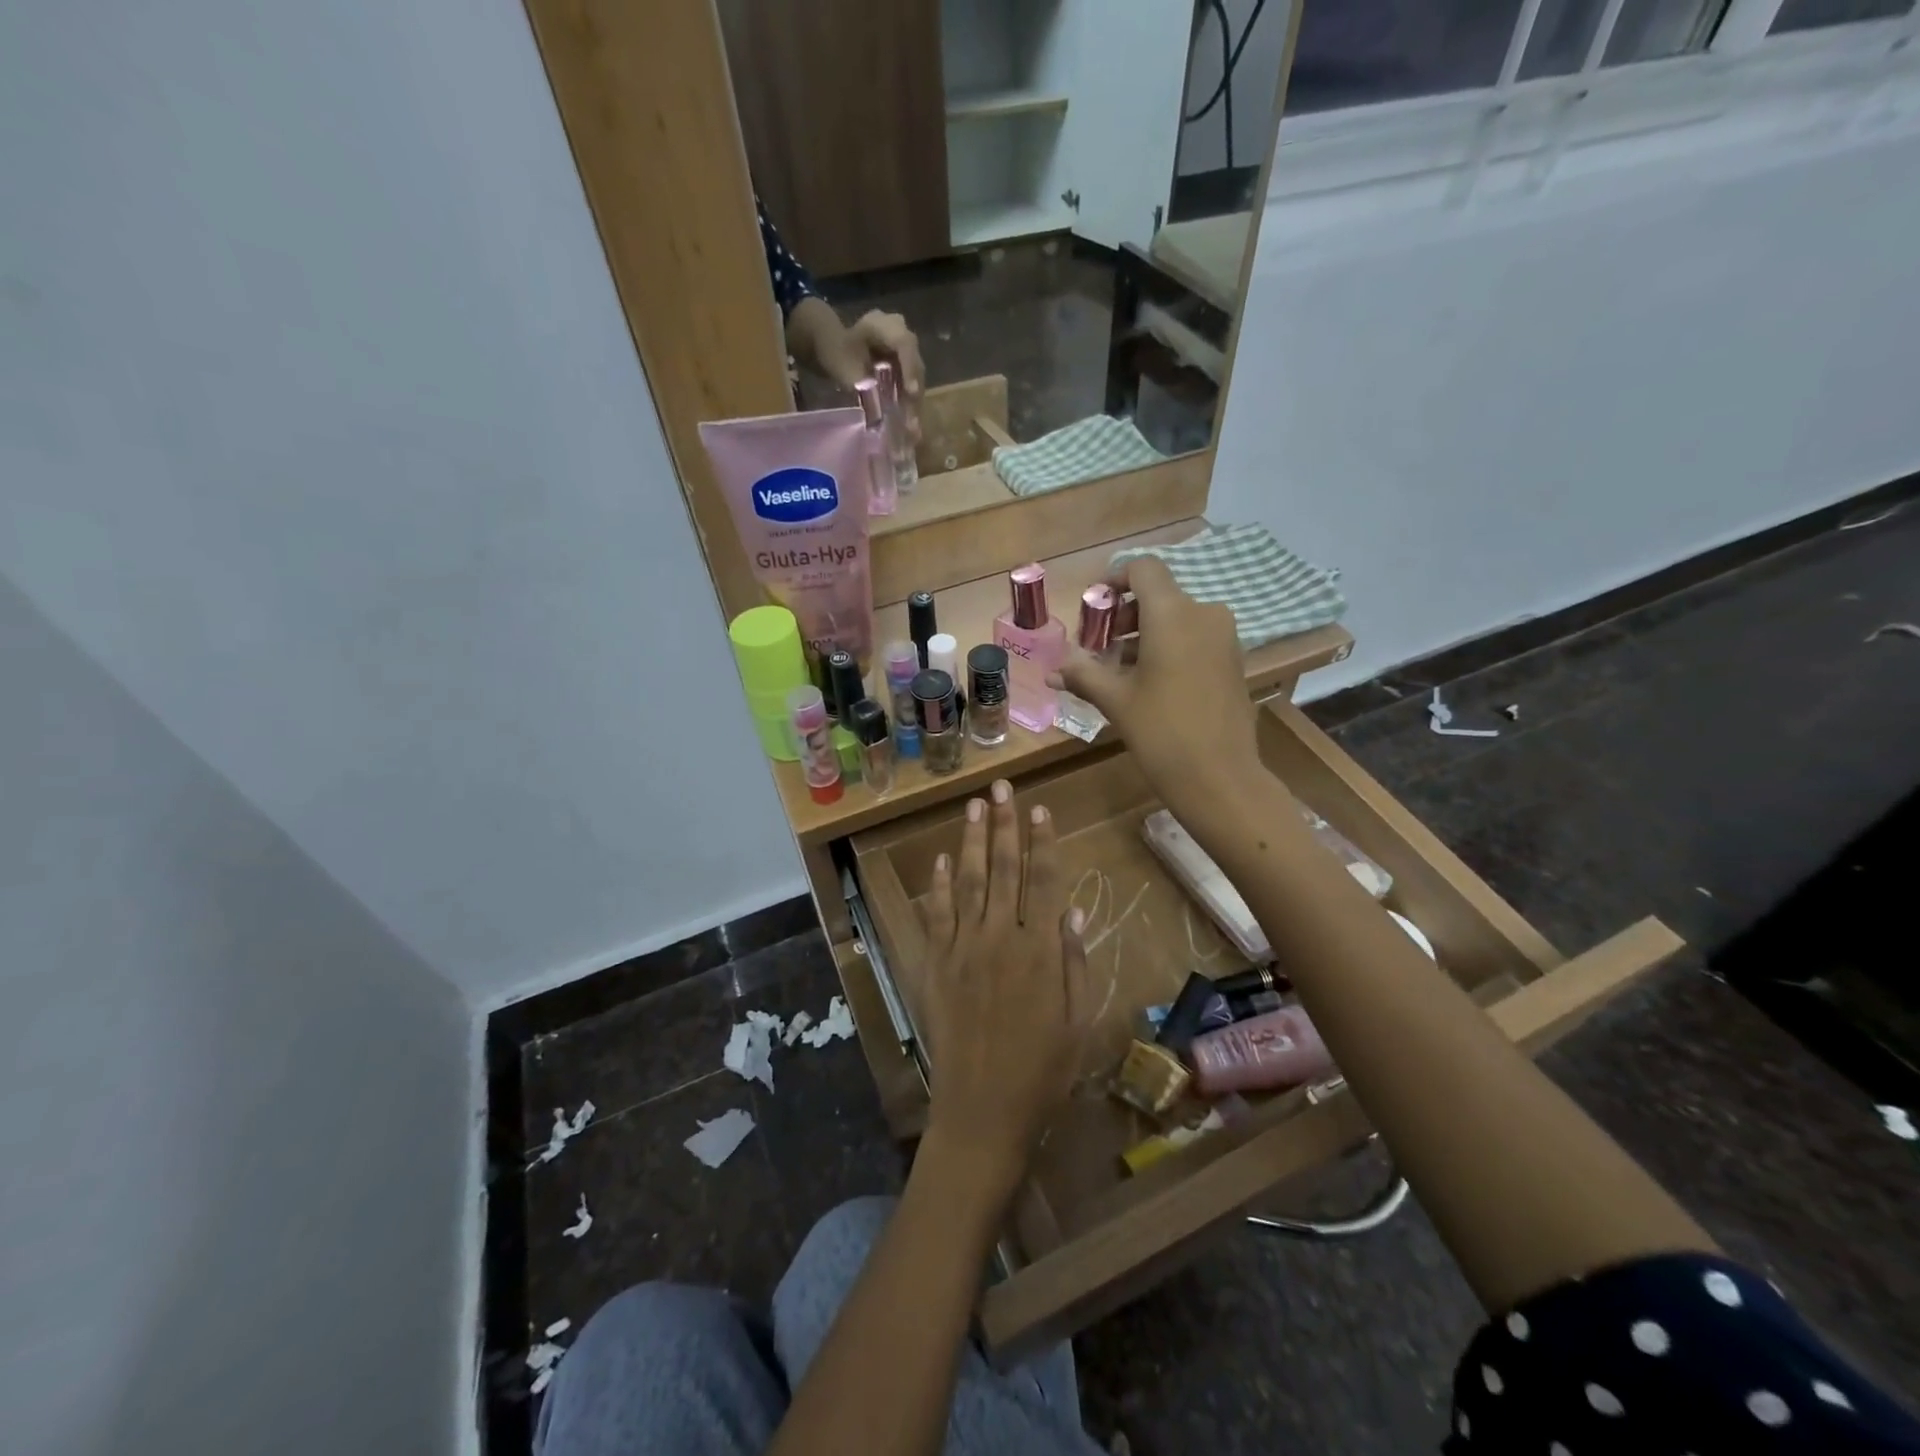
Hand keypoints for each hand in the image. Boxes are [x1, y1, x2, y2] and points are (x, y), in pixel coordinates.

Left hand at [849, 310, 924, 442]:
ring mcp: (904, 349)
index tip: (912, 392)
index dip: (910, 368)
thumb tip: (880, 410)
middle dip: (914, 396)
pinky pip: (911, 384)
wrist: (831, 344)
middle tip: (912, 424)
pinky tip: (909, 424)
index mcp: (882, 324)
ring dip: (914, 404)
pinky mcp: (905, 364)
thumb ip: (863, 384)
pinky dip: (908, 404)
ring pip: (916, 378)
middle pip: (915, 364)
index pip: (904, 343)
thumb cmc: (836, 351)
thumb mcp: (844, 366)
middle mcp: (900, 332)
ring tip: (912, 430)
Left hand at [917, 780, 1087, 1201]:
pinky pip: (935, 914)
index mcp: (1041, 951)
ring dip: (970, 840)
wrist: (982, 1110)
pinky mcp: (935, 964)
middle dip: (1004, 825)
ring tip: (973, 806)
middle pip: (1003, 869)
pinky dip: (937, 884)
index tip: (1040, 808)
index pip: (1044, 881)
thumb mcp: (1078, 1022)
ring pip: (967, 881)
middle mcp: (1001, 937)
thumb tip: (1074, 912)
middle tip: (1001, 787)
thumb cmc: (1042, 1072)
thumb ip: (1076, 964)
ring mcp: (963, 948)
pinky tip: (939, 859)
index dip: (1043, 842)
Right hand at [1050, 557, 1259, 824]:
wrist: (1220, 777)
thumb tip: (1051, 670)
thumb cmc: (1161, 731)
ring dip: (1144, 635)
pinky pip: (1194, 639)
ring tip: (1118, 671)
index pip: (1143, 569)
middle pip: (1158, 595)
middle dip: (1124, 615)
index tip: (1095, 608)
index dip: (1115, 579)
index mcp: (1172, 614)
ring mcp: (1223, 638)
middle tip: (1099, 647)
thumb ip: (1083, 674)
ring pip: (1177, 619)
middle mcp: (1203, 614)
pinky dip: (1168, 649)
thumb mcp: (1115, 700)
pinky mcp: (1232, 661)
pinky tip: (1149, 684)